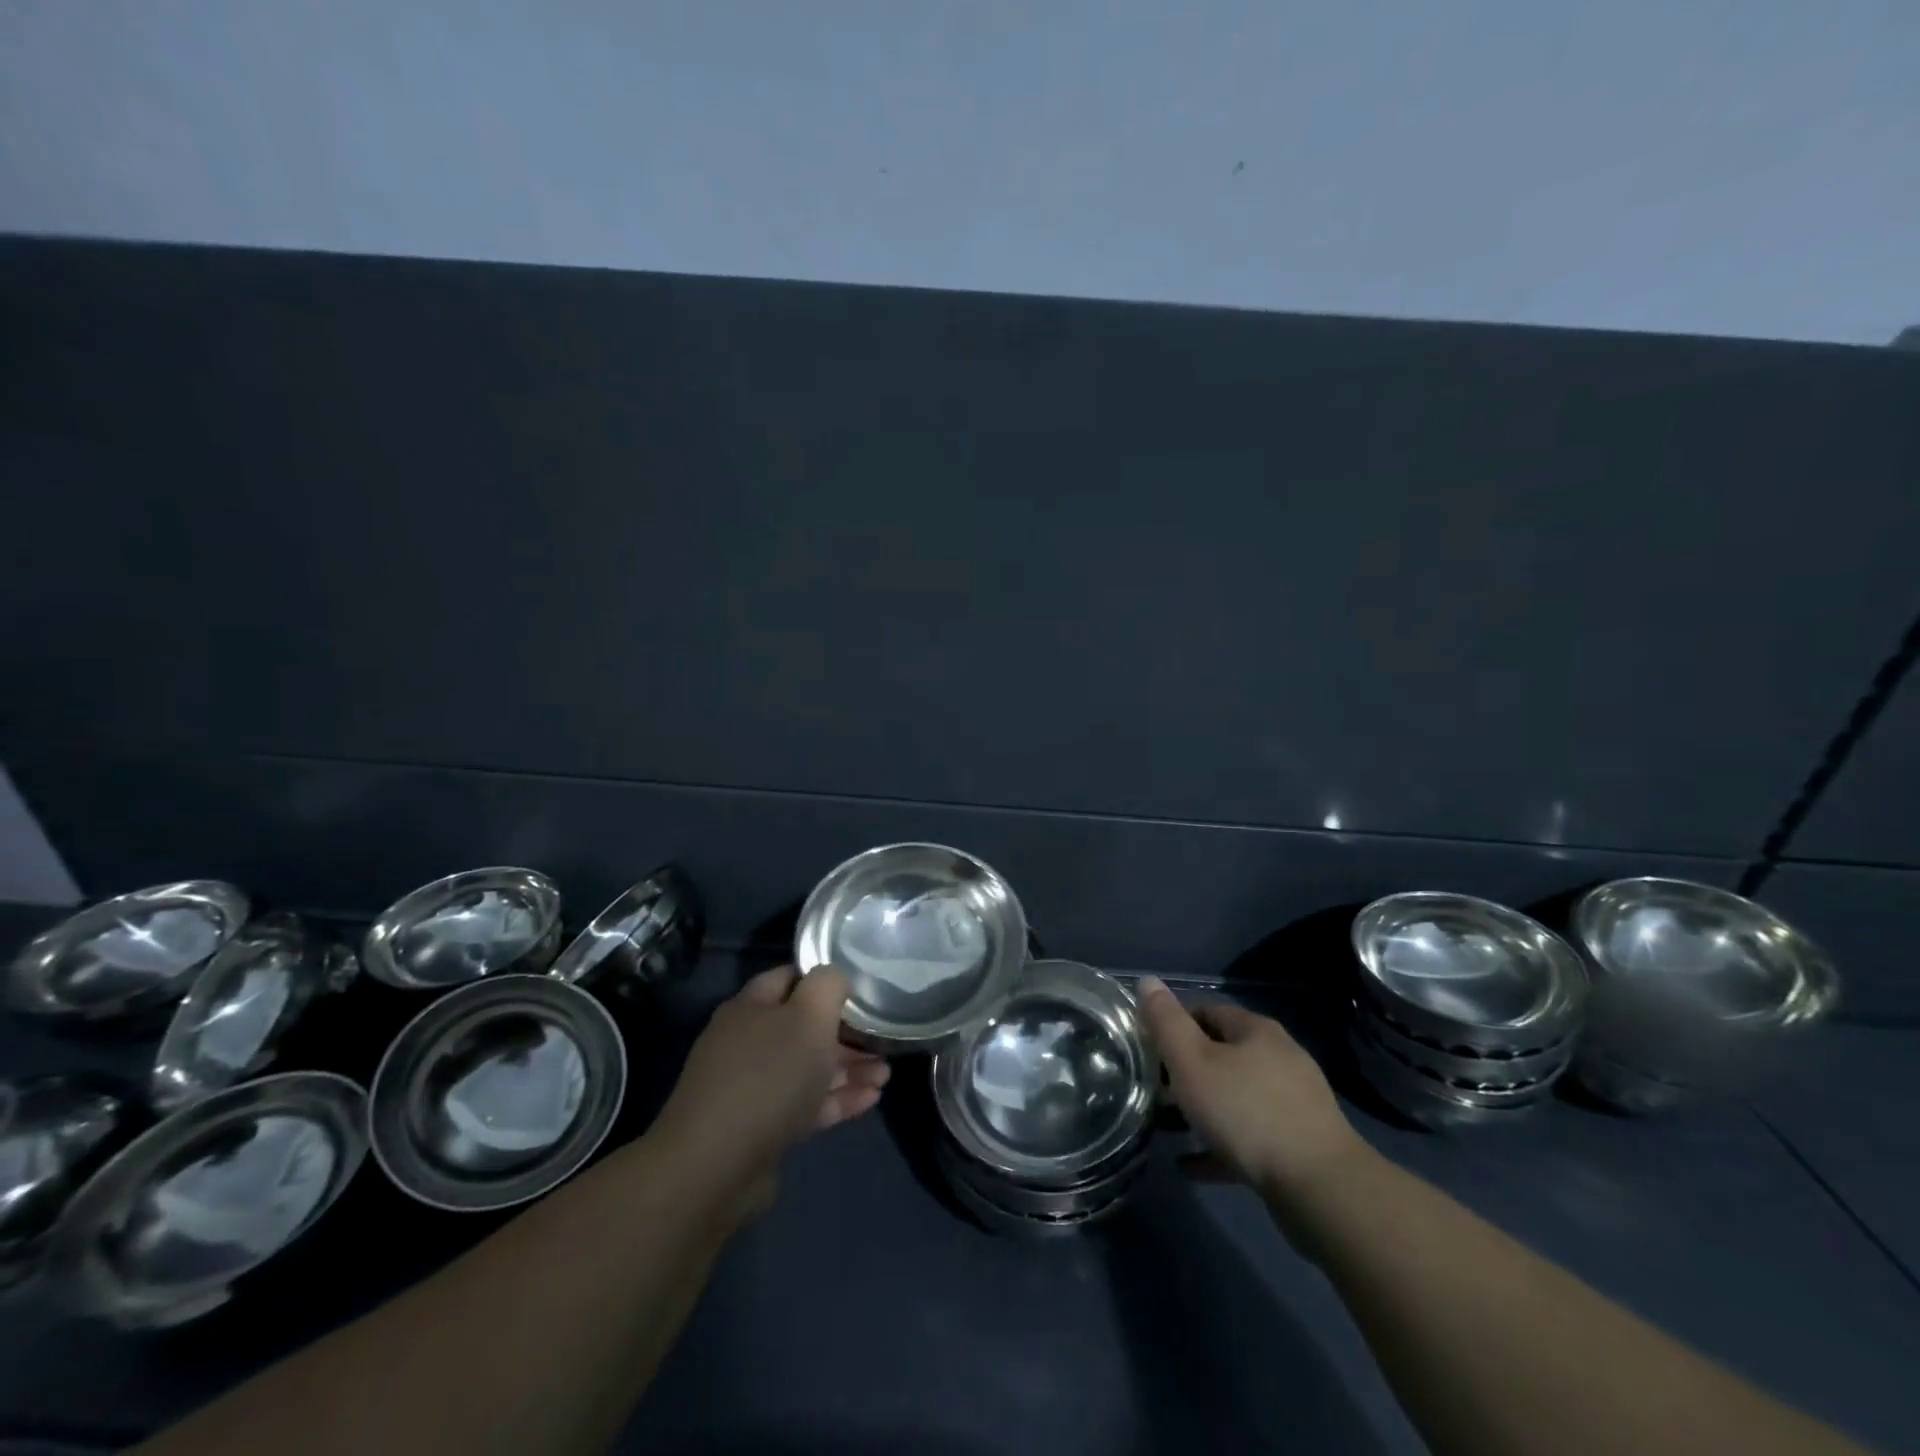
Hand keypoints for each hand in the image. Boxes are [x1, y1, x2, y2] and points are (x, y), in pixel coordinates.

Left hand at [651, 966, 887, 1221]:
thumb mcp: (809, 1017)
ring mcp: (751, 1088)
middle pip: (803, 1028)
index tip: (861, 989)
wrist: (715, 1169)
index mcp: (751, 1008)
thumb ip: (828, 986)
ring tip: (886, 1075)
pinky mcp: (760, 1129)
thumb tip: (835, 977)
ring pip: (808, 1069)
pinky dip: (836, 1099)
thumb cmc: (768, 1077)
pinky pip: (805, 1105)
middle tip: (883, 1041)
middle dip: (845, 1033)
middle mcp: (747, 1043)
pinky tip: (871, 1100)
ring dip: (847, 1069)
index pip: (790, 978)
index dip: (825, 980)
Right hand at [1139, 977, 1367, 1196]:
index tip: (1148, 1050)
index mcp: (1256, 1030)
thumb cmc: (1246, 1112)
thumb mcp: (1192, 1061)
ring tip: (1170, 1128)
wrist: (1320, 1188)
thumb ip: (1166, 1022)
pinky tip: (1192, 1164)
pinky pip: (1249, 1137)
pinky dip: (1220, 1144)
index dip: (1174, 1026)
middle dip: (1188, 1070)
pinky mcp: (1300, 1144)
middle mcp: (1280, 1058)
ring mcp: (1295, 1102)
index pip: (1206, 1011)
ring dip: (1204, 1109)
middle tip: (1157, 1090)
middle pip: (1223, 1054)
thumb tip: (1147, 981)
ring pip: (1237, 1097)